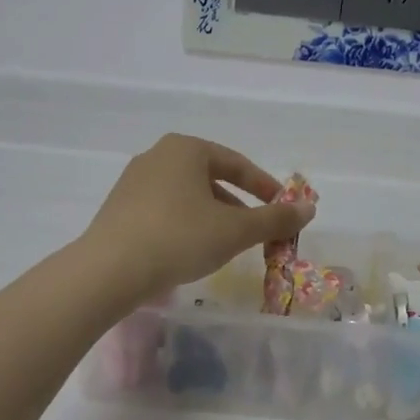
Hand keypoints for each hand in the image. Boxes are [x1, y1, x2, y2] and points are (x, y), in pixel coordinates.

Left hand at [80, 135, 313, 303]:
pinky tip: (190, 251)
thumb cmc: (180, 238)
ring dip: (212, 217)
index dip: (264, 187)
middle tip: (255, 231)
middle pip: (210, 178)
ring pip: (186, 196)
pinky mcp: (118, 209)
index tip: (282, 208)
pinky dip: (185, 225)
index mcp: (186, 149)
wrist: (110, 270)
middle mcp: (157, 156)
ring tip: (225, 245)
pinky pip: (164, 210)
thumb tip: (310, 208)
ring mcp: (133, 182)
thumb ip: (274, 218)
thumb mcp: (235, 230)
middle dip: (237, 205)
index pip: (236, 163)